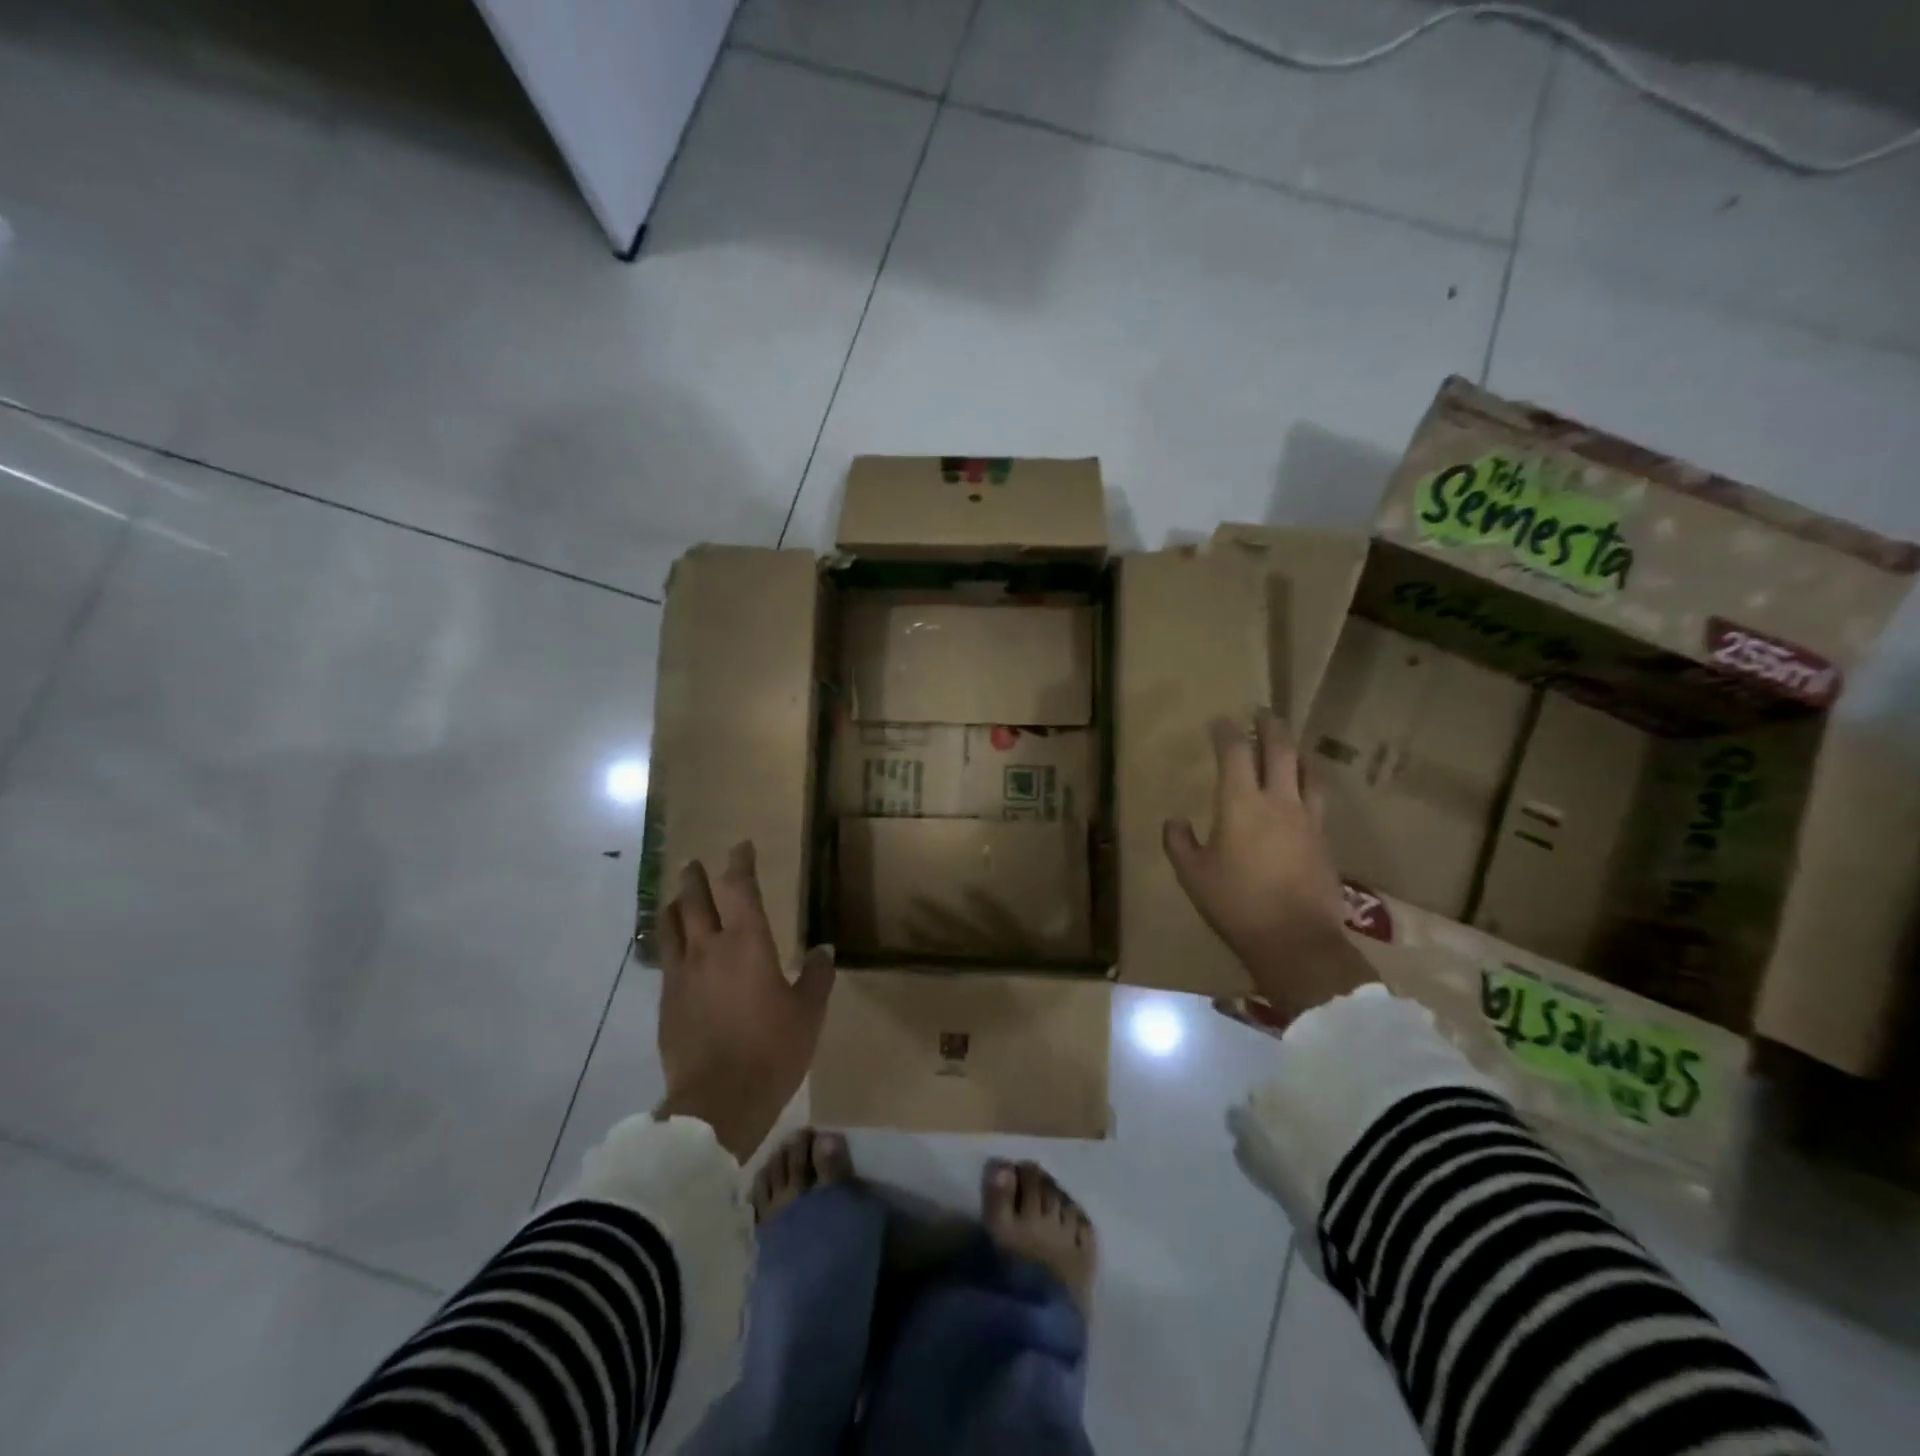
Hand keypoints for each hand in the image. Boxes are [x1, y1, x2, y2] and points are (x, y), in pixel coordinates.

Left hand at [655, 841, 835, 1161]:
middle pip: (695, 900)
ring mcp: (681, 975)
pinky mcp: (666, 1002)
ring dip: (675, 906)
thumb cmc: (773, 1049)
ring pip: (671, 927)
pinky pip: (665, 959)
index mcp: (747, 943)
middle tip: (696, 864)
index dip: (740, 863)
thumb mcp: (808, 1013)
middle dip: (697, 878)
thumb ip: (816, 976)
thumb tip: (823, 950)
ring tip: (676, 898)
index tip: (741, 846)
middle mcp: (709, 948)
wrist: (717, 1102)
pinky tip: (674, 950)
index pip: (740, 888)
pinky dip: (669, 942)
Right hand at [1163, 710, 1373, 1021]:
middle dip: (1269, 727)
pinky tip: (1304, 791)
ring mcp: (1307, 818)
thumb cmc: (1235, 903)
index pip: (1235, 752)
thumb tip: (1174, 821)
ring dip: (1296, 752)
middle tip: (1262, 713)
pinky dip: (1309, 783)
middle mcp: (1278, 801)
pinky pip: (1318, 798)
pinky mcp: (1324, 839)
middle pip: (1279, 750)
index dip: (1226, 732)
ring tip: (1290, 746)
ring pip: (1307, 771)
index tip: (1220, 721)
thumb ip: (1179, 843)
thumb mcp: (1192, 875)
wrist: (1294, 939)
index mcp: (1240, 803)